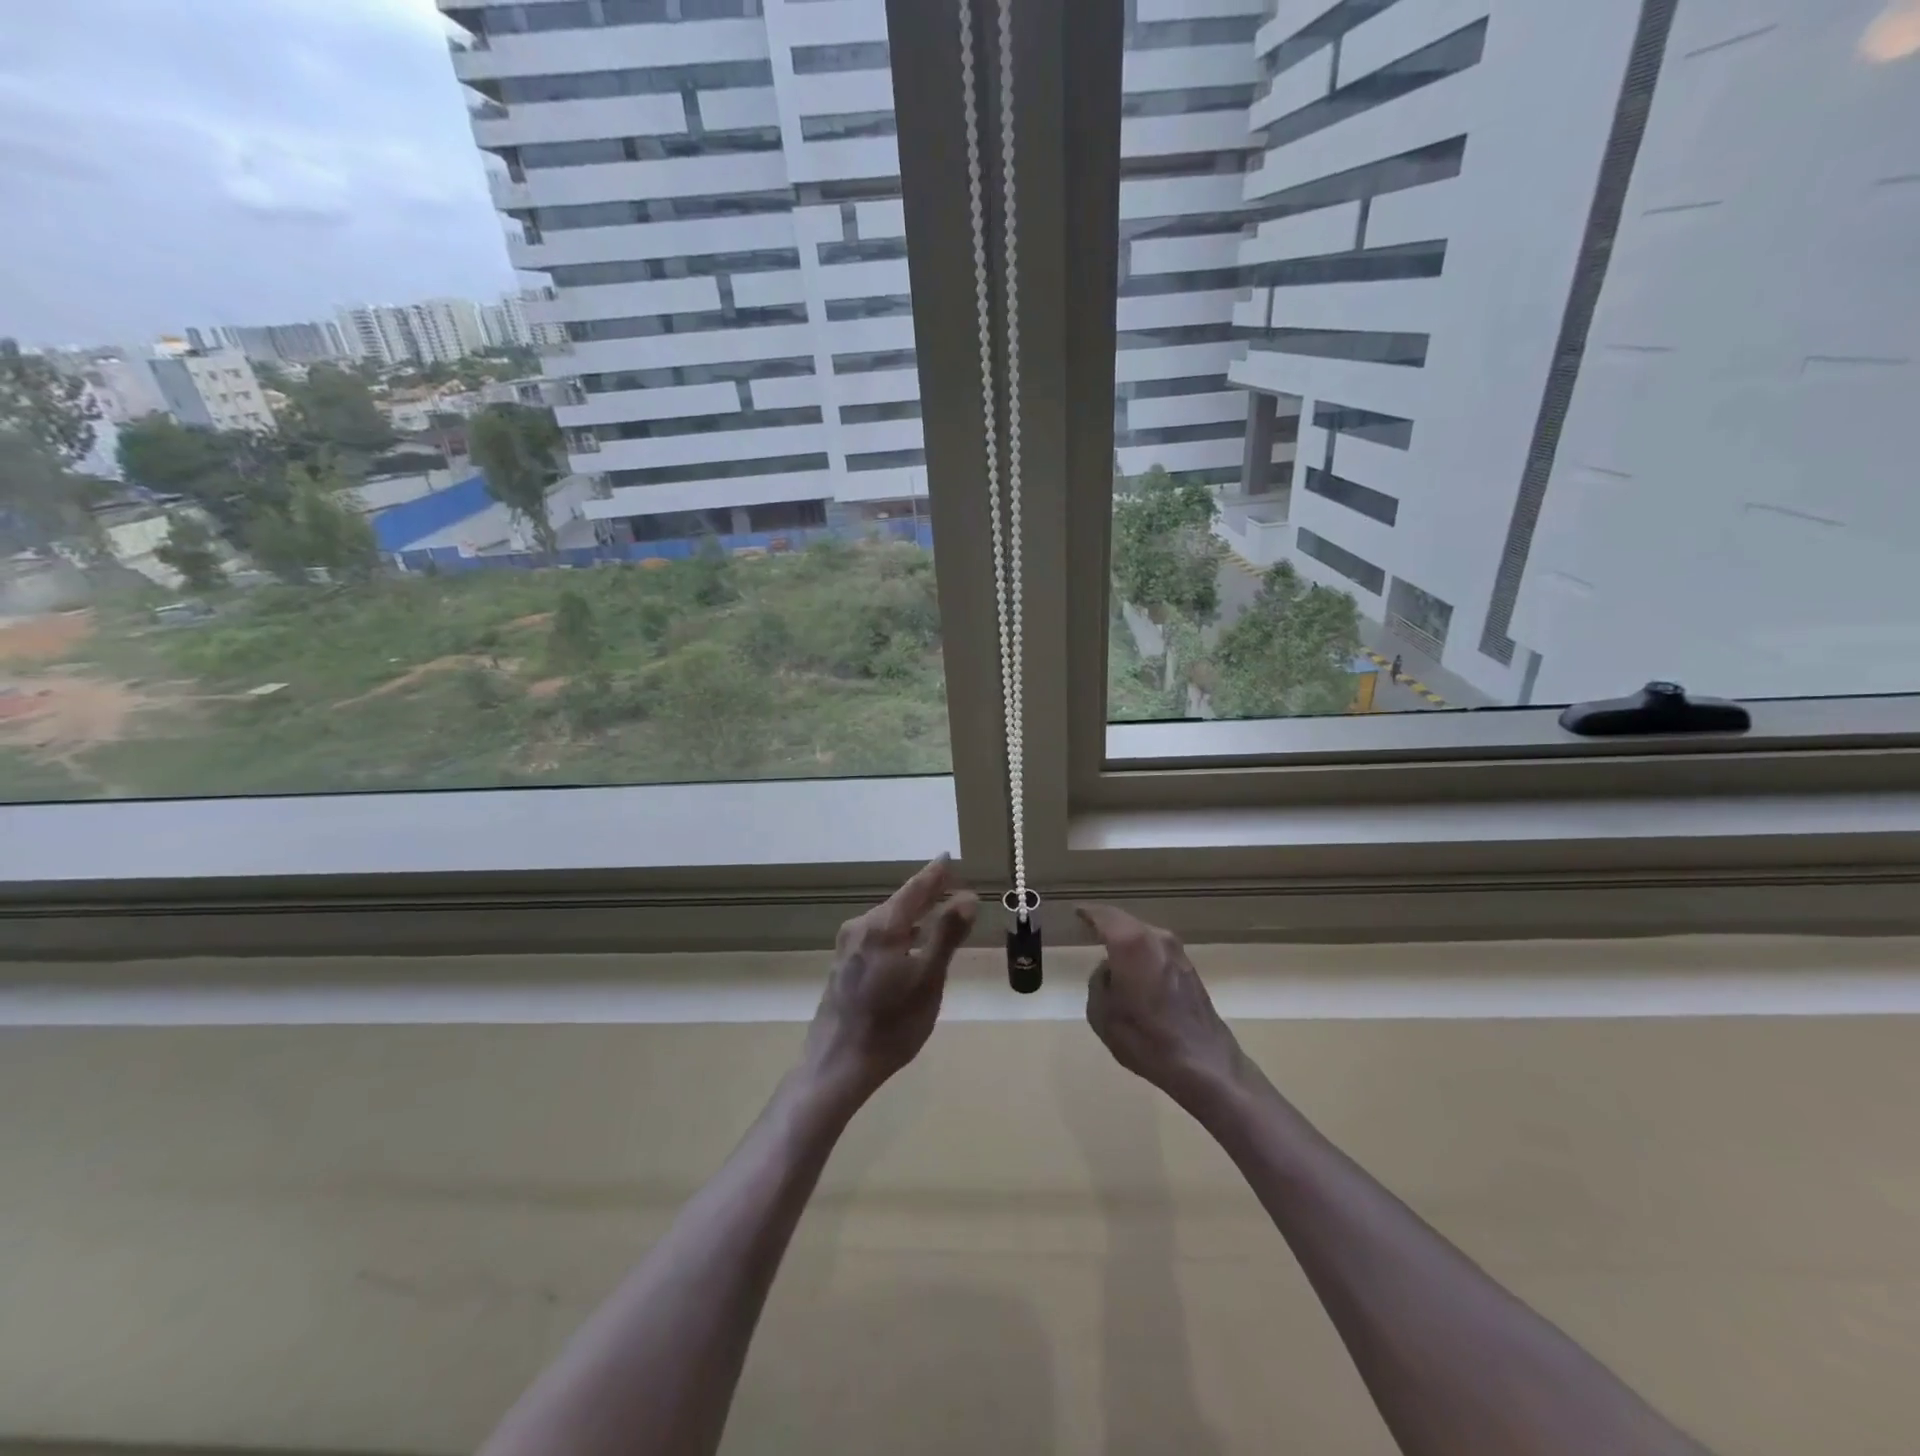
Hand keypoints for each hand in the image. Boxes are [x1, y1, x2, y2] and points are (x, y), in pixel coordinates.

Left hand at [802, 855, 978, 1104]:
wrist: (837, 1065)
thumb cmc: (891, 1024)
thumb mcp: (928, 979)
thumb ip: (947, 935)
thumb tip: (967, 896)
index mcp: (883, 925)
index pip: (915, 888)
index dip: (935, 873)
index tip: (949, 857)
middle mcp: (861, 927)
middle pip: (900, 902)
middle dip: (926, 893)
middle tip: (950, 886)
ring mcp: (848, 947)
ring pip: (887, 920)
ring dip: (912, 915)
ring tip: (936, 914)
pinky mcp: (843, 965)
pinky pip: (877, 936)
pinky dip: (898, 933)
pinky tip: (908, 946)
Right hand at [1078, 904, 1244, 1109]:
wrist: (1203, 1064)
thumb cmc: (1144, 1037)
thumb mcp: (1101, 1013)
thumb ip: (1099, 982)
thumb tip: (1110, 971)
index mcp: (1131, 943)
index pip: (1104, 916)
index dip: (1088, 913)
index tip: (1077, 912)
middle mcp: (1156, 938)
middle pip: (1126, 923)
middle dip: (1109, 925)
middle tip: (1090, 930)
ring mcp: (1177, 952)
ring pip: (1144, 936)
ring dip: (1129, 941)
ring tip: (1112, 953)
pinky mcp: (1190, 969)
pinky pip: (1157, 951)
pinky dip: (1144, 955)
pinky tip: (1136, 972)